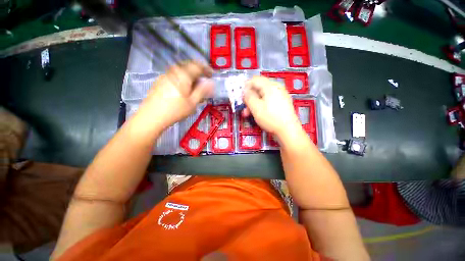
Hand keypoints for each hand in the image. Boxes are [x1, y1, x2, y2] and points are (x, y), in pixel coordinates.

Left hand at [139, 61, 213, 128]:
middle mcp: (174, 71)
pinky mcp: (160, 81)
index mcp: (184, 75)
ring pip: (181, 71)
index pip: (198, 66)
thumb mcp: (193, 102)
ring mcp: (166, 75)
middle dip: (198, 71)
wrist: (152, 116)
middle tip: (204, 80)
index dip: (206, 69)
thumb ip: (203, 91)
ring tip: (194, 87)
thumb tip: (211, 83)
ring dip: (190, 76)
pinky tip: (183, 89)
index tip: (212, 75)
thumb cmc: (176, 110)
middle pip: (189, 66)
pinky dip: (183, 79)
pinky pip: (175, 76)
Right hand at [242, 76, 301, 136]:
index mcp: (270, 86)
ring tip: (247, 113)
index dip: (245, 87)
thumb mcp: (256, 108)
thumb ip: (248, 97)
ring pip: (262, 96)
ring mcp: (280, 96)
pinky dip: (261, 105)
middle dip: (249, 98)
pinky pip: (268, 101)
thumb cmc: (271, 118)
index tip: (240, 96)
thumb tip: (244, 90)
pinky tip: (257, 113)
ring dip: (253, 103)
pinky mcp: (282, 103)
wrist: (288, 131)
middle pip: (258, 88)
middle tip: (243, 107)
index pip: (255, 80)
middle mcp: (276, 88)